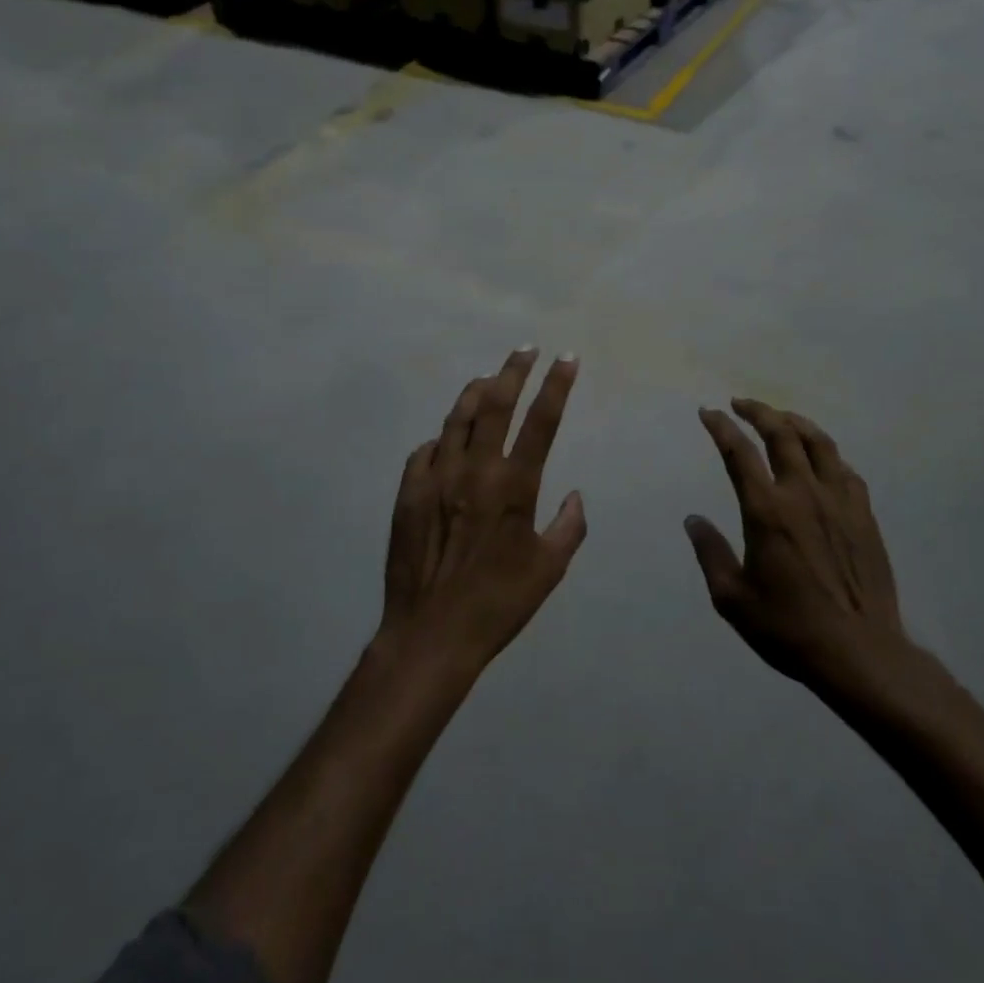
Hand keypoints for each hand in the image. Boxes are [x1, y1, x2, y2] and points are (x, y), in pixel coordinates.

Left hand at [379, 349, 586, 676]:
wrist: (431, 633)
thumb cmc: (498, 603)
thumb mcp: (549, 570)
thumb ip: (569, 527)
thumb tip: (575, 495)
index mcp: (514, 486)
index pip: (541, 421)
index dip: (556, 385)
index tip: (566, 358)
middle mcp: (474, 470)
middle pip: (495, 404)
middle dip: (514, 370)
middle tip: (525, 349)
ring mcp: (436, 477)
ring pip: (456, 418)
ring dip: (475, 392)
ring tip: (489, 377)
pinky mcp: (407, 492)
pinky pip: (425, 450)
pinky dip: (441, 438)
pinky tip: (447, 439)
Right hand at [687, 401, 908, 695]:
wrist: (860, 652)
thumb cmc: (789, 627)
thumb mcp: (732, 598)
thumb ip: (710, 553)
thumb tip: (694, 520)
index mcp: (767, 511)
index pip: (739, 452)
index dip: (721, 427)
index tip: (707, 413)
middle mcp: (803, 494)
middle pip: (782, 434)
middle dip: (758, 411)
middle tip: (740, 403)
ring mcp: (839, 502)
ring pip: (819, 443)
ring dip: (795, 422)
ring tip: (780, 418)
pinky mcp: (865, 516)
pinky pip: (845, 470)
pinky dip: (827, 455)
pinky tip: (821, 461)